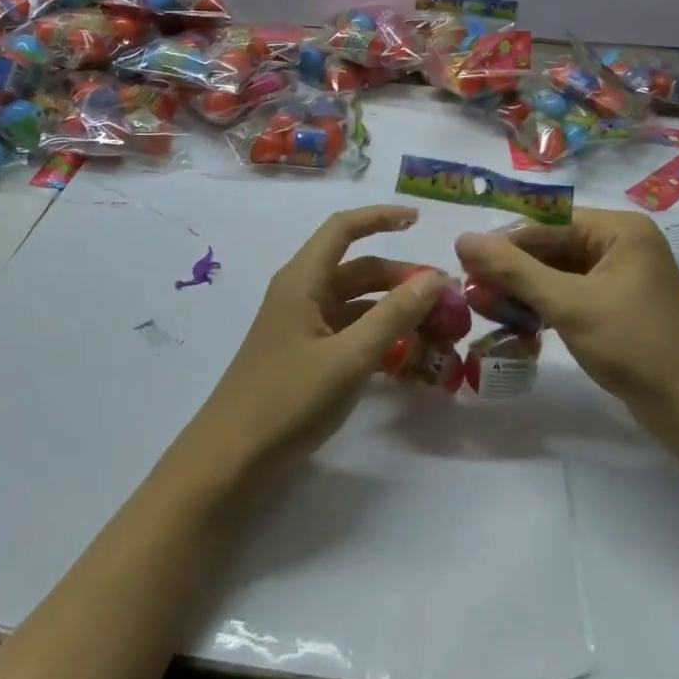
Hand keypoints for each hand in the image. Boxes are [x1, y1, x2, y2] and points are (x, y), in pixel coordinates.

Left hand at [172, 205, 450, 494]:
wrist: (231, 461)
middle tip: (446, 298)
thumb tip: (435, 278)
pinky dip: (379, 336)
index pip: (343, 229)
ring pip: (357, 303)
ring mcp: (303, 327)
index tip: (419, 219)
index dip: (380, 217)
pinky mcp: (306, 356)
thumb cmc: (287, 399)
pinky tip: (408, 356)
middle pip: (358, 269)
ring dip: (394, 309)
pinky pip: (350, 332)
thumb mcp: (349, 357)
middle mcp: (302, 294)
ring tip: (436, 327)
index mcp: (303, 280)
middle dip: (401, 277)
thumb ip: (393, 315)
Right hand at [455, 208, 678, 430]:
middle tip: (472, 289)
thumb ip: (514, 270)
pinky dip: (545, 307)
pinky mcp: (620, 308)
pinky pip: (573, 295)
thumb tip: (463, 239)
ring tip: (486, 307)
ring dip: (524, 290)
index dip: (505, 240)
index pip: (549, 222)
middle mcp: (623, 245)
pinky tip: (517, 322)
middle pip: (553, 246)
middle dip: (513, 269)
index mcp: (620, 230)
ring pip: (559, 273)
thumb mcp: (568, 304)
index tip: (465, 260)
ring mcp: (623, 278)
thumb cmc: (633, 344)